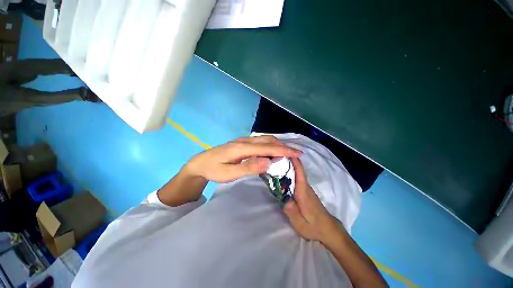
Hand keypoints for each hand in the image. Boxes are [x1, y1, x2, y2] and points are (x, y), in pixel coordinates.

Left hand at [184, 136, 301, 182]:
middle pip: (268, 140)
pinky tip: (274, 150)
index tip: (297, 154)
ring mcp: (243, 141)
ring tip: (289, 152)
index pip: (266, 148)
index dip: (283, 151)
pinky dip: (271, 145)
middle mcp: (244, 141)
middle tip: (297, 153)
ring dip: (278, 144)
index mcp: (241, 148)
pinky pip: (261, 141)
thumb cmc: (213, 170)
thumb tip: (267, 162)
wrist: (201, 163)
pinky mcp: (243, 143)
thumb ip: (248, 167)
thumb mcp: (228, 173)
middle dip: (284, 146)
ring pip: (265, 139)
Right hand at [283, 158, 338, 241]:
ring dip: (289, 167)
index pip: (300, 174)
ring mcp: (306, 189)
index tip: (288, 153)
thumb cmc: (314, 226)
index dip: (295, 162)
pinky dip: (291, 174)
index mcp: (303, 192)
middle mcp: (305, 187)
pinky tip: (283, 175)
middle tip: (276, 156)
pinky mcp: (306, 192)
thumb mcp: (301, 224)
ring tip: (277, 163)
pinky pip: (297, 179)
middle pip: (298, 171)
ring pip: (297, 174)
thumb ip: (292, 212)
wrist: (328, 229)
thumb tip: (284, 200)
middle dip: (289, 162)